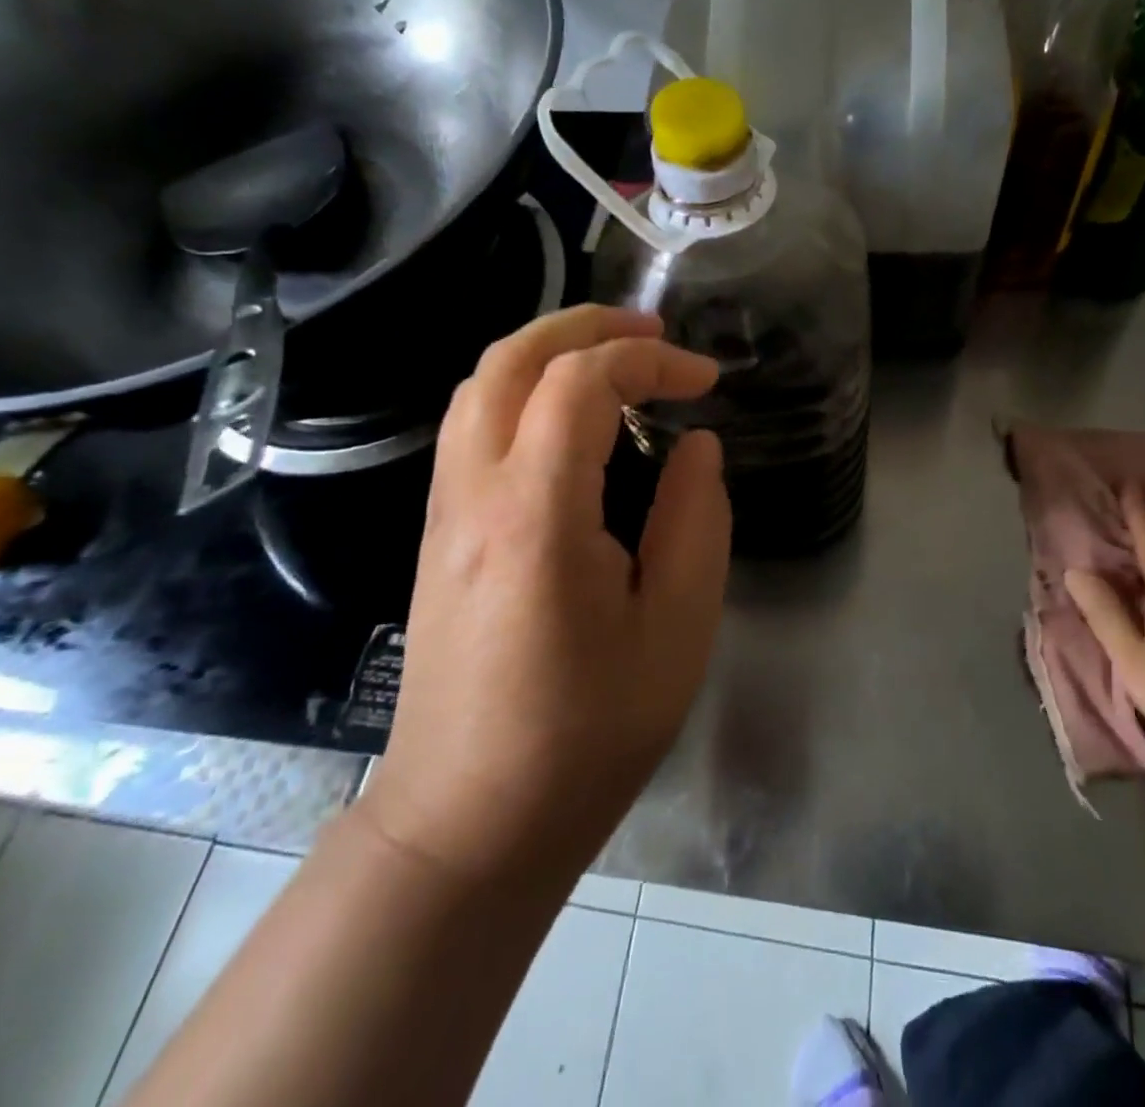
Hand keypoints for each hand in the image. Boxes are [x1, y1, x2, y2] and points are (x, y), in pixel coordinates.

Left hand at [359, 306, 730, 876]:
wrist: (470, 820)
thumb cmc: (588, 733)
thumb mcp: (677, 628)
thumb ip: (696, 520)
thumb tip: (697, 445)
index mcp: (536, 513)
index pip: (583, 382)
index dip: (651, 360)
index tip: (706, 383)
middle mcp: (474, 493)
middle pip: (513, 358)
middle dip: (587, 325)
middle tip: (654, 334)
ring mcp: (444, 510)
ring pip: (482, 385)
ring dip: (550, 351)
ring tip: (616, 361)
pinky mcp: (438, 532)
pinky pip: (473, 425)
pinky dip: (525, 390)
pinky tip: (571, 421)